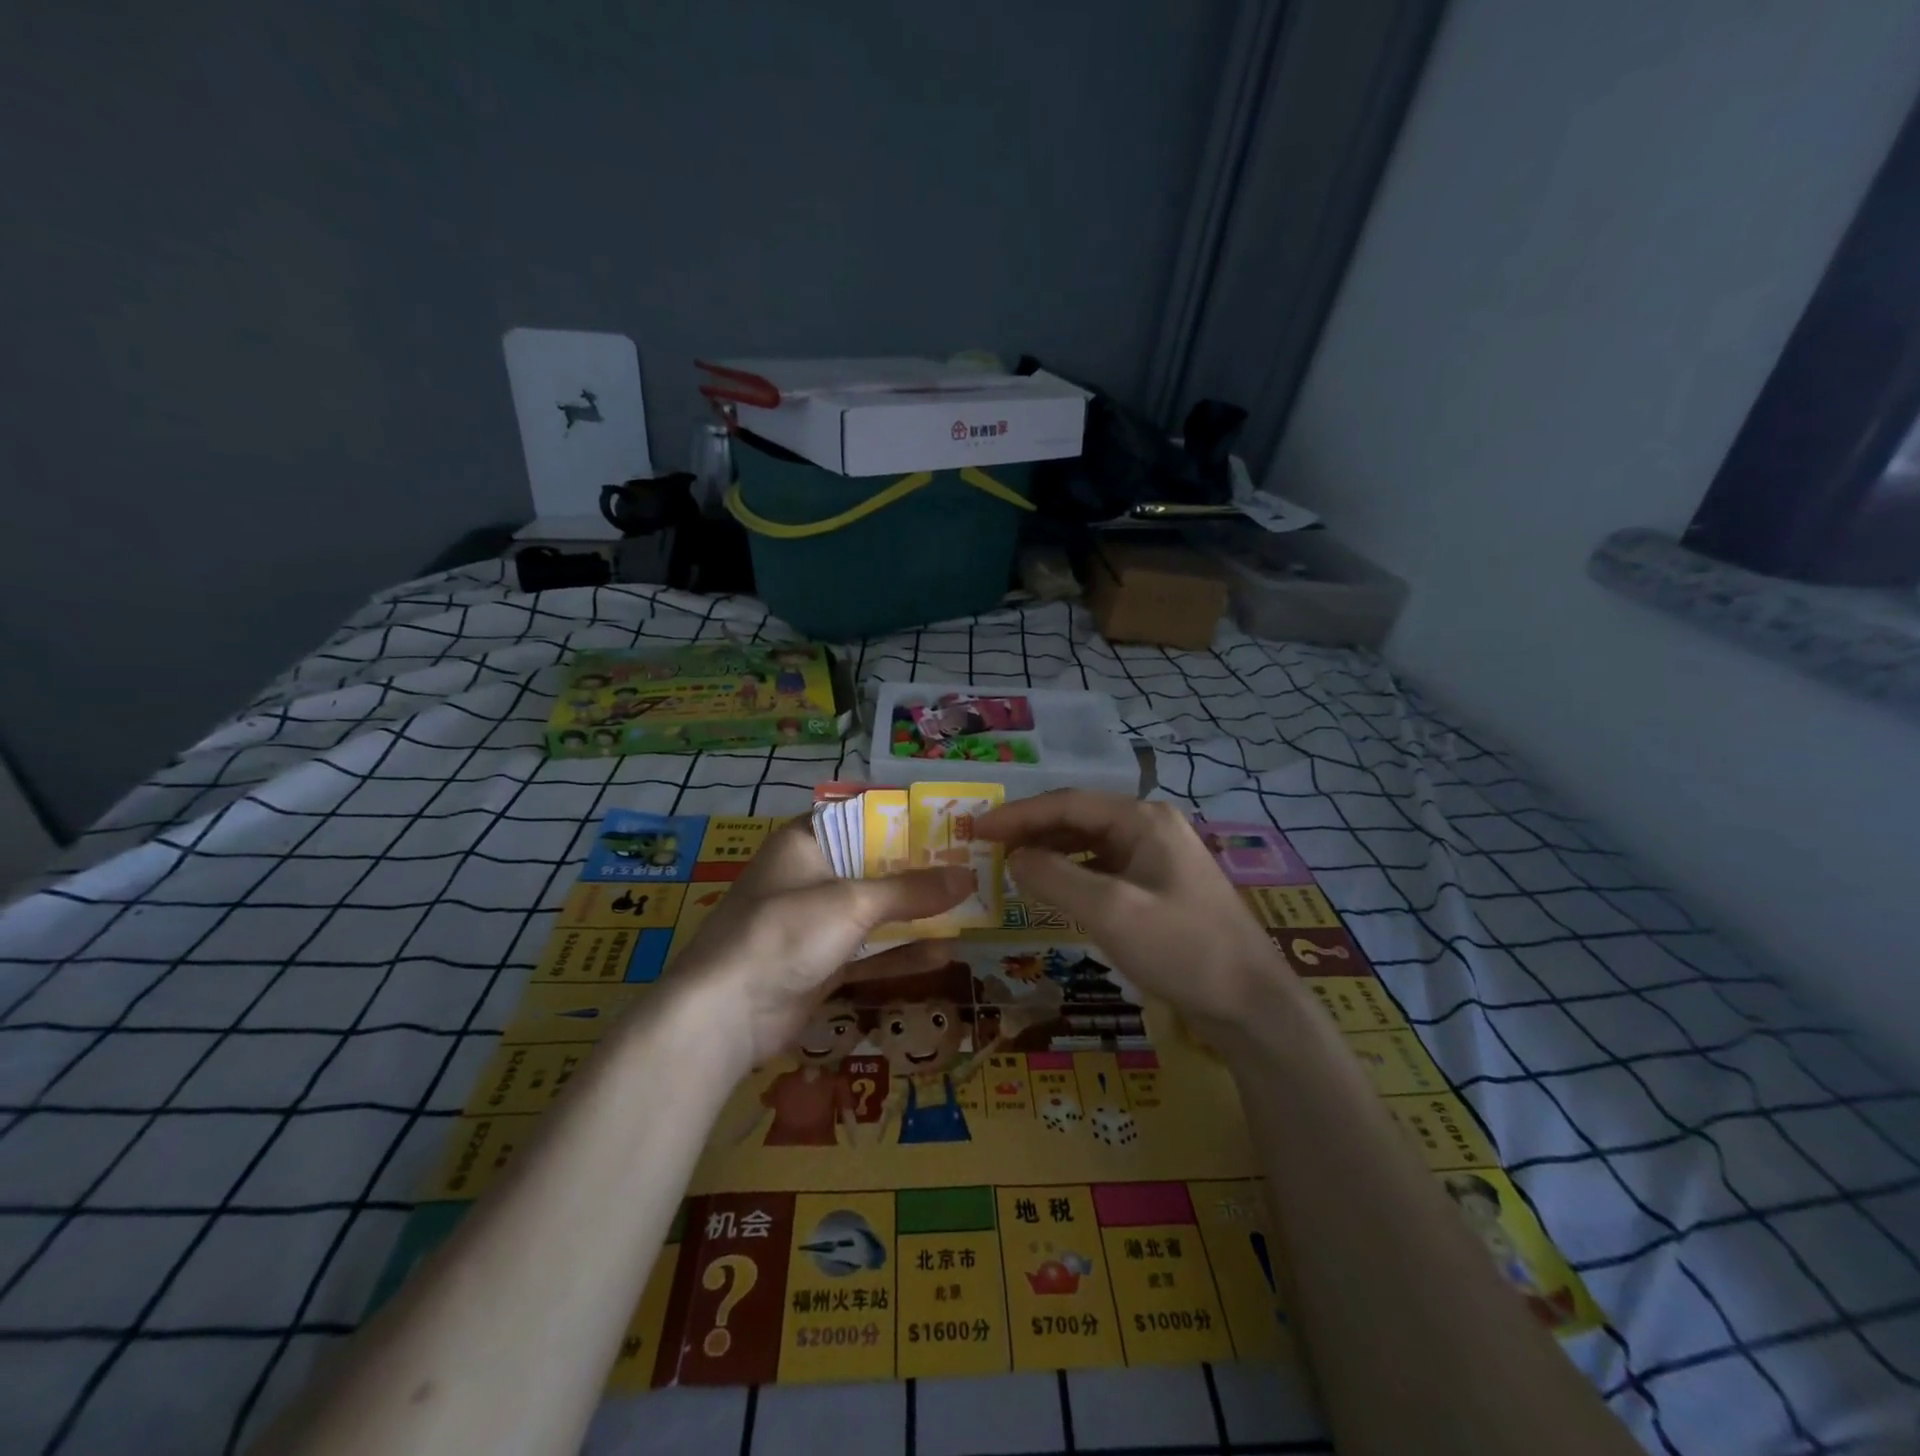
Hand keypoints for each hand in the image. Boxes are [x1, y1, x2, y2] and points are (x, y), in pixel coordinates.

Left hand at [666, 819, 971, 1073]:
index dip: (905, 820)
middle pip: (874, 867)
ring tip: (968, 912)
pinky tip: (943, 955)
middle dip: (920, 873)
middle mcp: (811, 877)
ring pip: (875, 913)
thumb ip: (911, 890)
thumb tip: (968, 876)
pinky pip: (869, 952)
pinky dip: (900, 953)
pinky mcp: (820, 965)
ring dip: (916, 916)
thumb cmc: (785, 933)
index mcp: (807, 843)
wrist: (724, 1015)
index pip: (862, 818)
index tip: (950, 824)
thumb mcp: (852, 903)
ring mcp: (815, 924)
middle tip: (971, 869)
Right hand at [974, 791, 1287, 1034]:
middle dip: (1032, 831)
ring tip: (1012, 867)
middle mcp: (1151, 827)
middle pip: (1079, 819)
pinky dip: (1074, 874)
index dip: (1018, 815)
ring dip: (1051, 852)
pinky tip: (1054, 890)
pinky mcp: (1161, 888)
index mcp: (1143, 819)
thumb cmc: (1181, 949)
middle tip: (988, 849)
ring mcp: (1159, 857)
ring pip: (1091, 844)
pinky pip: (1105, 868)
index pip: (1067, 804)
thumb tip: (1014, 857)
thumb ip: (1055, 877)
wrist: (1252, 1004)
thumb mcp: (1110, 911)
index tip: (978, 831)